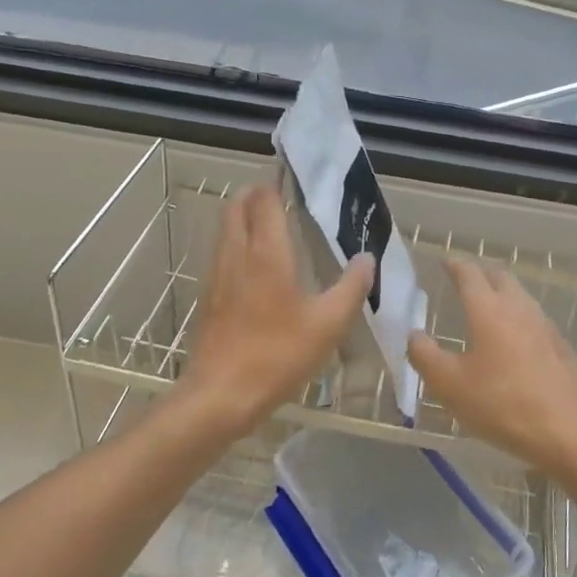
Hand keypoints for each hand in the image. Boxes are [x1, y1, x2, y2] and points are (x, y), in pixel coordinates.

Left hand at [178, 184, 373, 438]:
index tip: (294, 180)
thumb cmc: (277, 355)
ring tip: (271, 227)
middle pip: (237, 207)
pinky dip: (237, 243)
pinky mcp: (209, 297)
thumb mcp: (328, 324)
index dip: (276, 185)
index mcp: (266, 253)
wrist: (220, 396)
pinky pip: (222, 253)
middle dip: (255, 195)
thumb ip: (351, 287)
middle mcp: (236, 254)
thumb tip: (367, 258)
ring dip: (243, 218)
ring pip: (226, 229)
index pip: (264, 201)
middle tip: (281, 198)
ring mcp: (217, 275)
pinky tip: (256, 267)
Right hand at [408, 256, 576, 475]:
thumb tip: (414, 335)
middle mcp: (518, 307)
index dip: (455, 265)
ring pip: (520, 295)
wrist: (567, 430)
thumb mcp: (450, 385)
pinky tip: (515, 338)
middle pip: (499, 276)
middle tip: (465, 279)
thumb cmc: (502, 403)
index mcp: (488, 309)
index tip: (445, 261)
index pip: (469, 274)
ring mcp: (544, 325)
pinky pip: (534, 318)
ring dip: (502, 292)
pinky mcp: (560, 346)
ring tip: (488, 305)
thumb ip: (425, 356)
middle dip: (481, 273)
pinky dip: (519, 317)